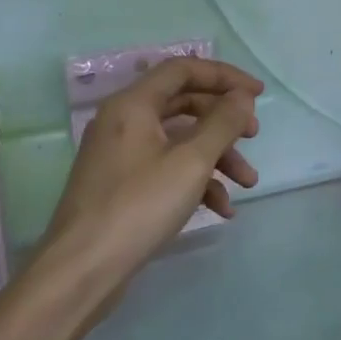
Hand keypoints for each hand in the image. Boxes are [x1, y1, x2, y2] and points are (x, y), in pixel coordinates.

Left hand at [46, 57, 262, 276]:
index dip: (224, 76)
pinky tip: (221, 209)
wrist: (82, 270)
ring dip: (216, 157)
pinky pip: (165, 169)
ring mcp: (120, 154)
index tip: (258, 94)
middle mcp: (123, 121)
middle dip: (223, 121)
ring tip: (247, 183)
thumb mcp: (190, 162)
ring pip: (178, 141)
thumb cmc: (138, 206)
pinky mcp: (122, 185)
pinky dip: (195, 181)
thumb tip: (242, 97)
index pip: (183, 69)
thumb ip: (222, 124)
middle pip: (183, 104)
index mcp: (133, 104)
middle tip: (254, 136)